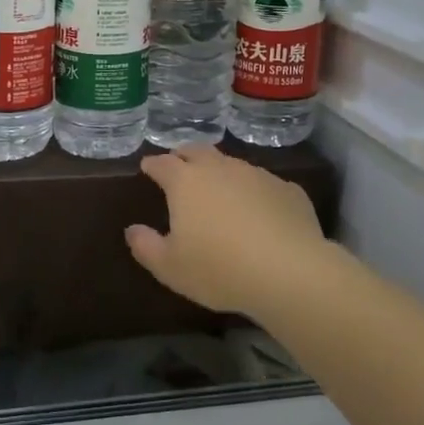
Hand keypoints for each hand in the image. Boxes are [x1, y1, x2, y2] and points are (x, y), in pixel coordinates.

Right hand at [125, 146, 333, 321]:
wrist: (290, 272)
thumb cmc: (220, 269)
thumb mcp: (170, 268)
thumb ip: (146, 246)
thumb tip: (133, 230)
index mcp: (186, 182)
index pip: (163, 163)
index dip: (153, 164)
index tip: (147, 167)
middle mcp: (220, 169)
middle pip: (198, 151)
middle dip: (185, 156)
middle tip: (179, 165)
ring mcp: (257, 175)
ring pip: (232, 165)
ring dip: (221, 172)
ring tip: (219, 190)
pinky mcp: (288, 190)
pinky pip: (264, 185)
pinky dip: (254, 192)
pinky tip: (259, 211)